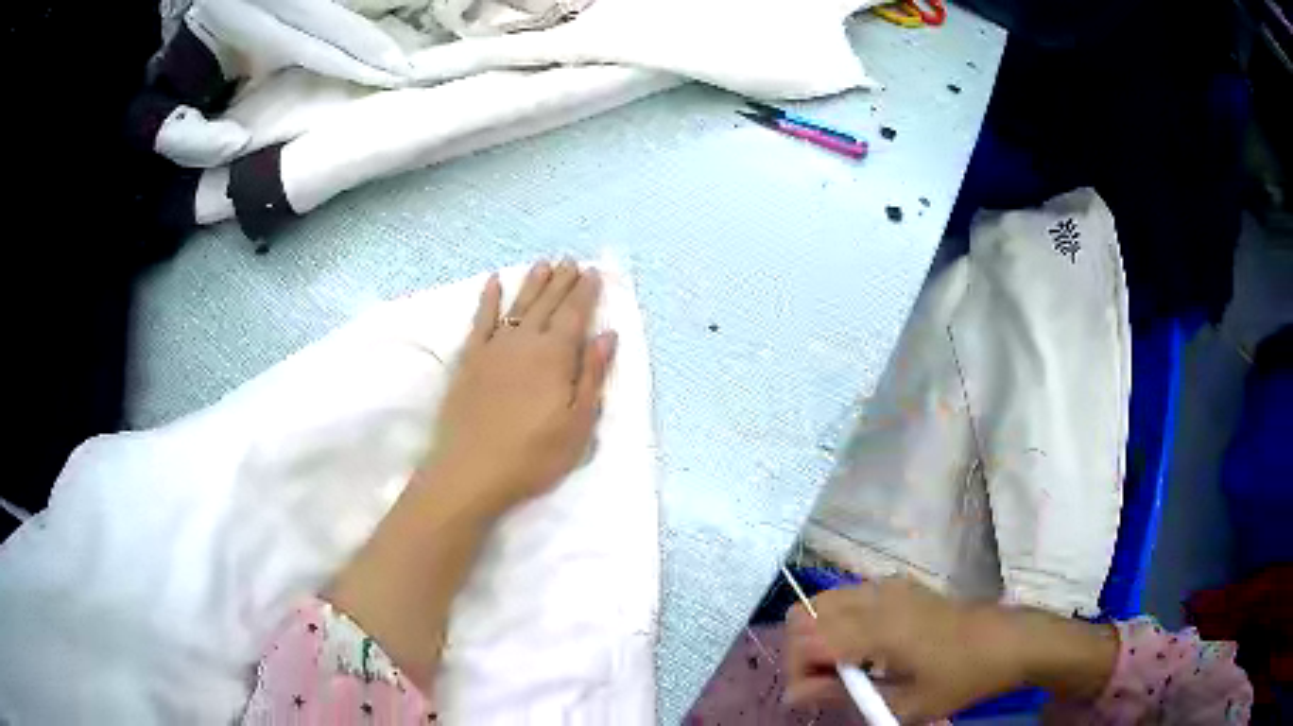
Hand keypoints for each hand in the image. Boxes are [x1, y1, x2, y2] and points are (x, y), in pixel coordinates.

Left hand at [326, 260, 616, 688]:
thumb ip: (592, 376)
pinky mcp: (469, 360)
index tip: (594, 273)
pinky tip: (493, 282)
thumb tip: (607, 336)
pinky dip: (488, 299)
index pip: (575, 315)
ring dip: (532, 283)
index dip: (586, 293)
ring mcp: (493, 348)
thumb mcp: (578, 425)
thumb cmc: (532, 455)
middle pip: (547, 304)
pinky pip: (480, 320)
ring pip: (517, 306)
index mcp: (555, 356)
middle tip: (572, 262)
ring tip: (544, 264)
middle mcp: (524, 342)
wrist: (470, 472)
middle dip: (562, 282)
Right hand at [785, 578, 1116, 722]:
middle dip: (800, 651)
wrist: (1008, 641)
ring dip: (817, 634)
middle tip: (824, 682)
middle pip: (805, 612)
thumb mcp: (904, 703)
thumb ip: (845, 696)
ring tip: (843, 667)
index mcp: (879, 629)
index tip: (812, 696)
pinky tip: (865, 647)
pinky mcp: (899, 584)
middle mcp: (877, 598)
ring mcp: (888, 585)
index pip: (805, 638)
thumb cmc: (960, 677)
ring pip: (823, 600)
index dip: (796, 671)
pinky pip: (847, 596)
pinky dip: (837, 621)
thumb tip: (795, 695)